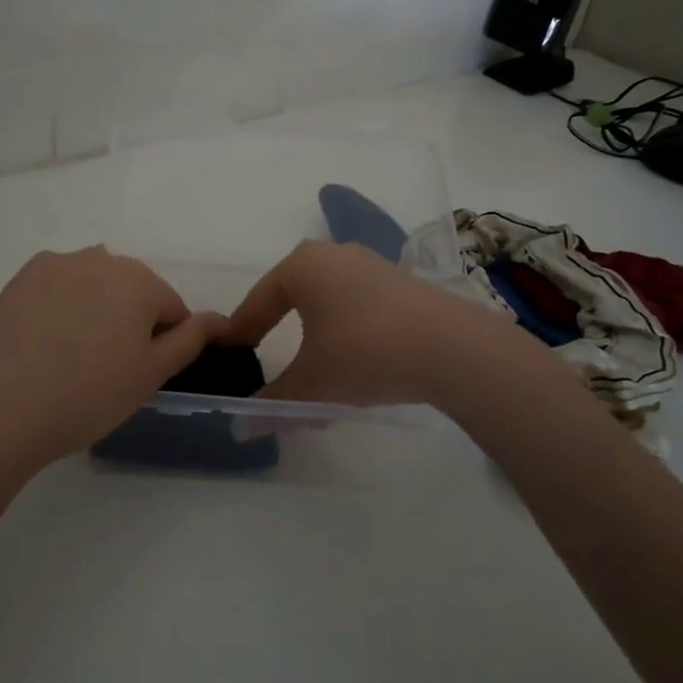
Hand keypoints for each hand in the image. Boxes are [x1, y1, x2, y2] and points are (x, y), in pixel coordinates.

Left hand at [0, 247, 225, 476]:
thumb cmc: (86, 396)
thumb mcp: (151, 374)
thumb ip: (190, 339)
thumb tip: (219, 318)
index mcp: (138, 279)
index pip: (172, 308)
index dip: (163, 344)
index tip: (138, 376)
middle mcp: (99, 258)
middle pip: (132, 290)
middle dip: (129, 322)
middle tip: (106, 371)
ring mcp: (55, 265)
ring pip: (94, 287)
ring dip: (95, 312)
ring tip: (72, 359)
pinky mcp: (19, 278)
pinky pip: (58, 288)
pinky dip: (61, 309)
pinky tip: (44, 346)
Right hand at [223, 240, 506, 406]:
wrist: (453, 348)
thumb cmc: (364, 352)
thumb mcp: (311, 384)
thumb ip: (272, 404)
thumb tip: (240, 428)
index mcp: (302, 266)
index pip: (257, 302)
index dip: (240, 333)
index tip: (229, 356)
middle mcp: (333, 254)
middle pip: (292, 298)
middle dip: (278, 333)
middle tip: (266, 363)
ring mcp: (372, 265)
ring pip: (327, 304)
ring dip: (314, 336)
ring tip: (313, 374)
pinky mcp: (402, 283)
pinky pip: (358, 306)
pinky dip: (346, 333)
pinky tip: (354, 365)